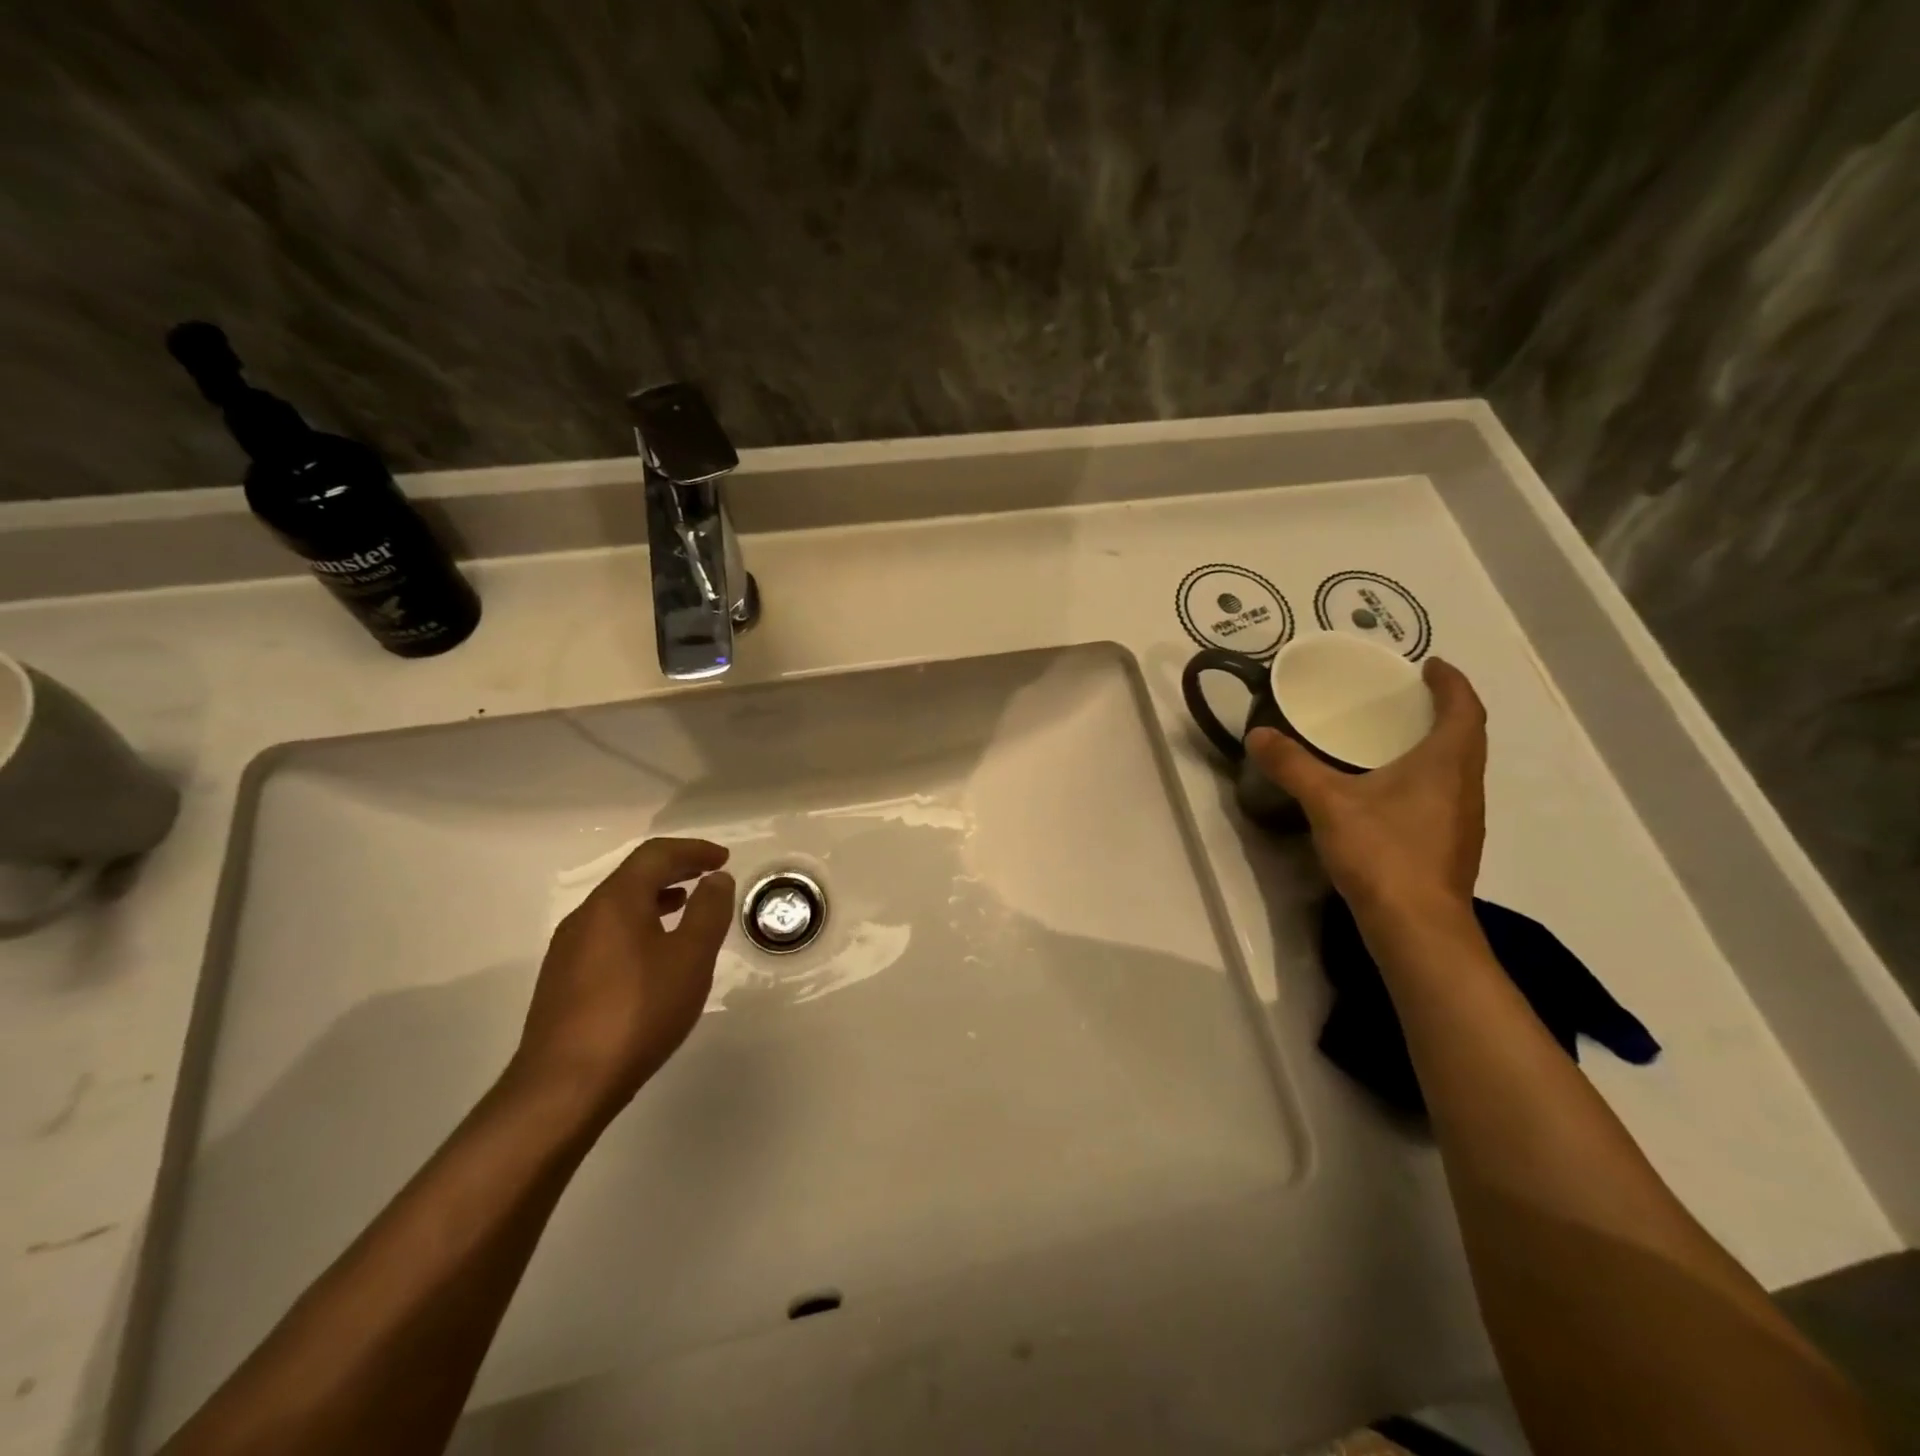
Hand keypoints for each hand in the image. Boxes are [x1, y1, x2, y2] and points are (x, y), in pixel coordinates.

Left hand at [511, 837, 733, 1117]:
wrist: (565, 1086)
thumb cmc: (638, 1012)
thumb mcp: (691, 958)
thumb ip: (708, 911)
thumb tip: (716, 879)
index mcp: (615, 901)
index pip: (655, 855)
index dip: (693, 850)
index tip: (723, 858)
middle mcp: (586, 915)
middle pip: (633, 876)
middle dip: (675, 869)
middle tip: (710, 875)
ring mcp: (569, 949)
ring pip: (619, 906)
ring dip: (657, 898)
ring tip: (686, 907)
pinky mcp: (563, 980)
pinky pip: (608, 933)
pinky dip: (639, 925)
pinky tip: (655, 953)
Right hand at [1247, 657, 1486, 920]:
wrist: (1416, 927)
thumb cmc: (1383, 853)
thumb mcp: (1328, 803)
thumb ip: (1292, 766)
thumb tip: (1257, 734)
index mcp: (1446, 763)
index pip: (1464, 709)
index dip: (1452, 682)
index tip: (1431, 665)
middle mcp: (1465, 785)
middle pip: (1466, 736)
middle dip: (1443, 711)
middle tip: (1406, 698)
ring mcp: (1463, 820)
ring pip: (1458, 768)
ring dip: (1437, 745)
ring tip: (1398, 738)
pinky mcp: (1451, 846)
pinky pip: (1446, 793)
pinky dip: (1427, 776)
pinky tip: (1392, 792)